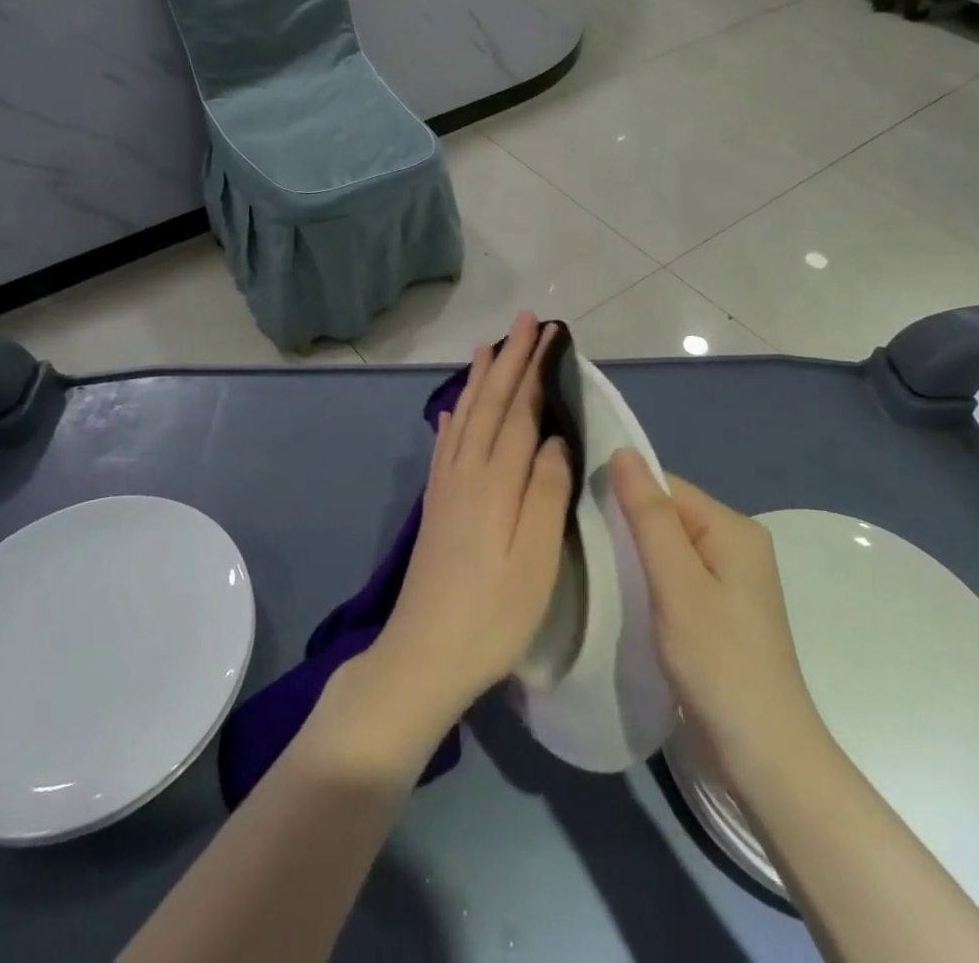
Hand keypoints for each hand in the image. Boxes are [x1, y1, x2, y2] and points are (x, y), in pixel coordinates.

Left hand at [368, 312, 573, 745]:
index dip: (534, 370)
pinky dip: (452, 420)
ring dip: (479, 380)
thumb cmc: (492, 615)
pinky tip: (452, 409)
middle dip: (509, 360)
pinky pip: (444, 446)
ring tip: (487, 347)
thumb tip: (556, 439)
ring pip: (465, 417)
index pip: (519, 411)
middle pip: (490, 404)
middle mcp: (466, 472)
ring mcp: (446, 488)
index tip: (547, 333)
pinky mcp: (435, 506)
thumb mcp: (536, 561)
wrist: (423, 657)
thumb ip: (547, 494)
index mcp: (496, 482)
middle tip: (524, 322)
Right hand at [611, 450, 825, 789]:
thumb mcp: (677, 583)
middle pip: (668, 515)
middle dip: (627, 528)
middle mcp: (737, 544)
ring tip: (596, 573)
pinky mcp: (721, 612)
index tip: (580, 517)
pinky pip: (676, 577)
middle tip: (583, 550)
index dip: (623, 497)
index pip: (666, 487)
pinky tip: (625, 599)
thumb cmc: (718, 662)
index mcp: (733, 527)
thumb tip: (623, 450)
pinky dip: (649, 582)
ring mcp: (731, 581)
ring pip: (668, 548)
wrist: (765, 759)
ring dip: (635, 558)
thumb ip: (649, 515)